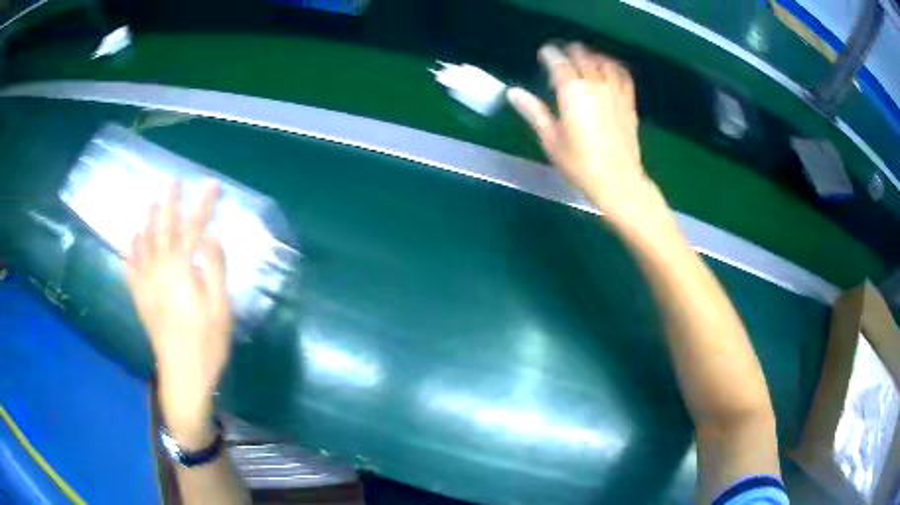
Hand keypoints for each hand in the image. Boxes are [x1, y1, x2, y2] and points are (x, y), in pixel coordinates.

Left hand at [126, 180, 231, 448]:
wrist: (183, 376)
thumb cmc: (207, 344)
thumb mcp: (220, 308)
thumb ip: (214, 268)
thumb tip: (210, 236)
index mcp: (181, 270)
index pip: (193, 227)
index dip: (203, 204)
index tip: (213, 184)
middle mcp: (159, 270)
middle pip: (163, 228)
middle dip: (170, 203)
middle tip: (174, 182)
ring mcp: (146, 284)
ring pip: (144, 243)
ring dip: (148, 219)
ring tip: (152, 202)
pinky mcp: (141, 298)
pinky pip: (131, 267)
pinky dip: (131, 249)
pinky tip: (132, 239)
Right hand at [507, 43, 672, 236]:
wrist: (619, 182)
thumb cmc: (580, 164)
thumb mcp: (551, 140)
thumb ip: (534, 111)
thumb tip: (513, 92)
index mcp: (572, 92)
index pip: (559, 62)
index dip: (550, 54)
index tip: (544, 53)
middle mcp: (595, 85)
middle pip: (583, 57)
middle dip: (570, 51)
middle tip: (562, 54)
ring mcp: (615, 92)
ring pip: (604, 62)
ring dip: (592, 56)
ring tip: (585, 58)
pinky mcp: (629, 103)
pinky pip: (623, 76)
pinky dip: (614, 67)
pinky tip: (609, 69)